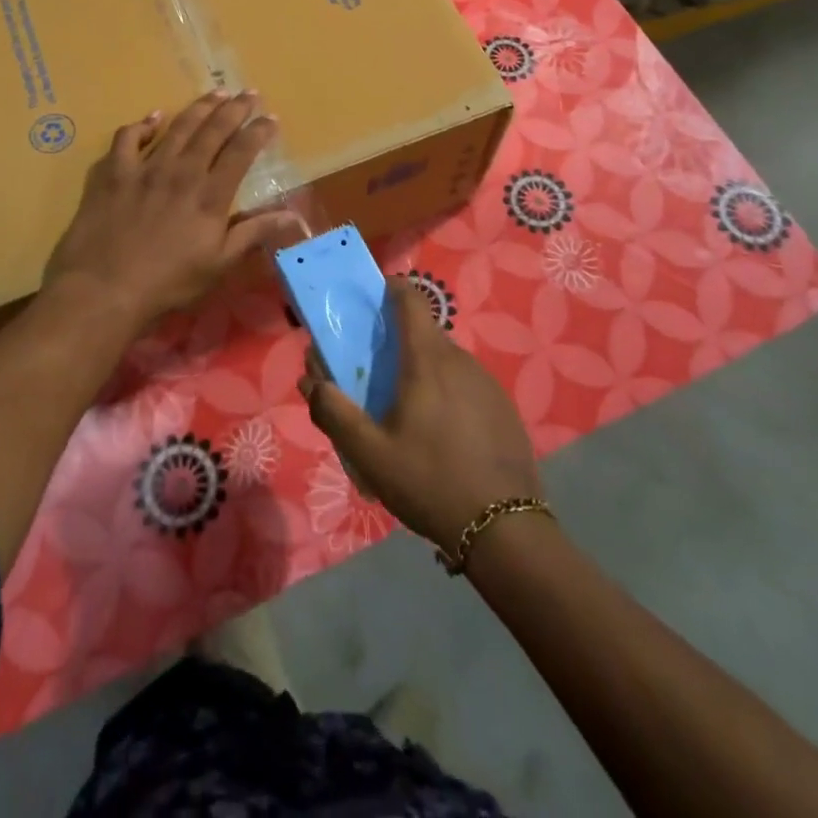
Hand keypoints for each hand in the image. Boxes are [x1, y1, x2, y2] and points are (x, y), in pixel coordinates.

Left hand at [45, 91, 302, 326]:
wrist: (103, 290)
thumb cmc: (167, 283)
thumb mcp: (219, 264)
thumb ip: (254, 233)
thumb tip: (294, 216)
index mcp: (210, 195)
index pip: (242, 152)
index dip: (259, 131)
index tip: (271, 118)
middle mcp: (181, 172)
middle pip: (213, 130)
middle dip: (235, 108)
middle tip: (248, 92)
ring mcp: (144, 169)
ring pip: (177, 127)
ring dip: (199, 107)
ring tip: (215, 93)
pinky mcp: (112, 173)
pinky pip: (127, 138)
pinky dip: (142, 125)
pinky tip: (152, 119)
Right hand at [302, 278, 542, 556]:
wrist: (504, 528)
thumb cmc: (430, 482)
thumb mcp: (370, 455)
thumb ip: (334, 413)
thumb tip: (312, 381)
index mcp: (427, 360)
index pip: (410, 299)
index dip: (389, 290)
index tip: (369, 301)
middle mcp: (460, 359)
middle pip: (424, 332)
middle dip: (397, 341)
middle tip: (375, 374)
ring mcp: (486, 381)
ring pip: (445, 360)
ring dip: (422, 370)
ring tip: (405, 412)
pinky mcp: (502, 405)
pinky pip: (465, 383)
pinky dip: (446, 392)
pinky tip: (440, 434)